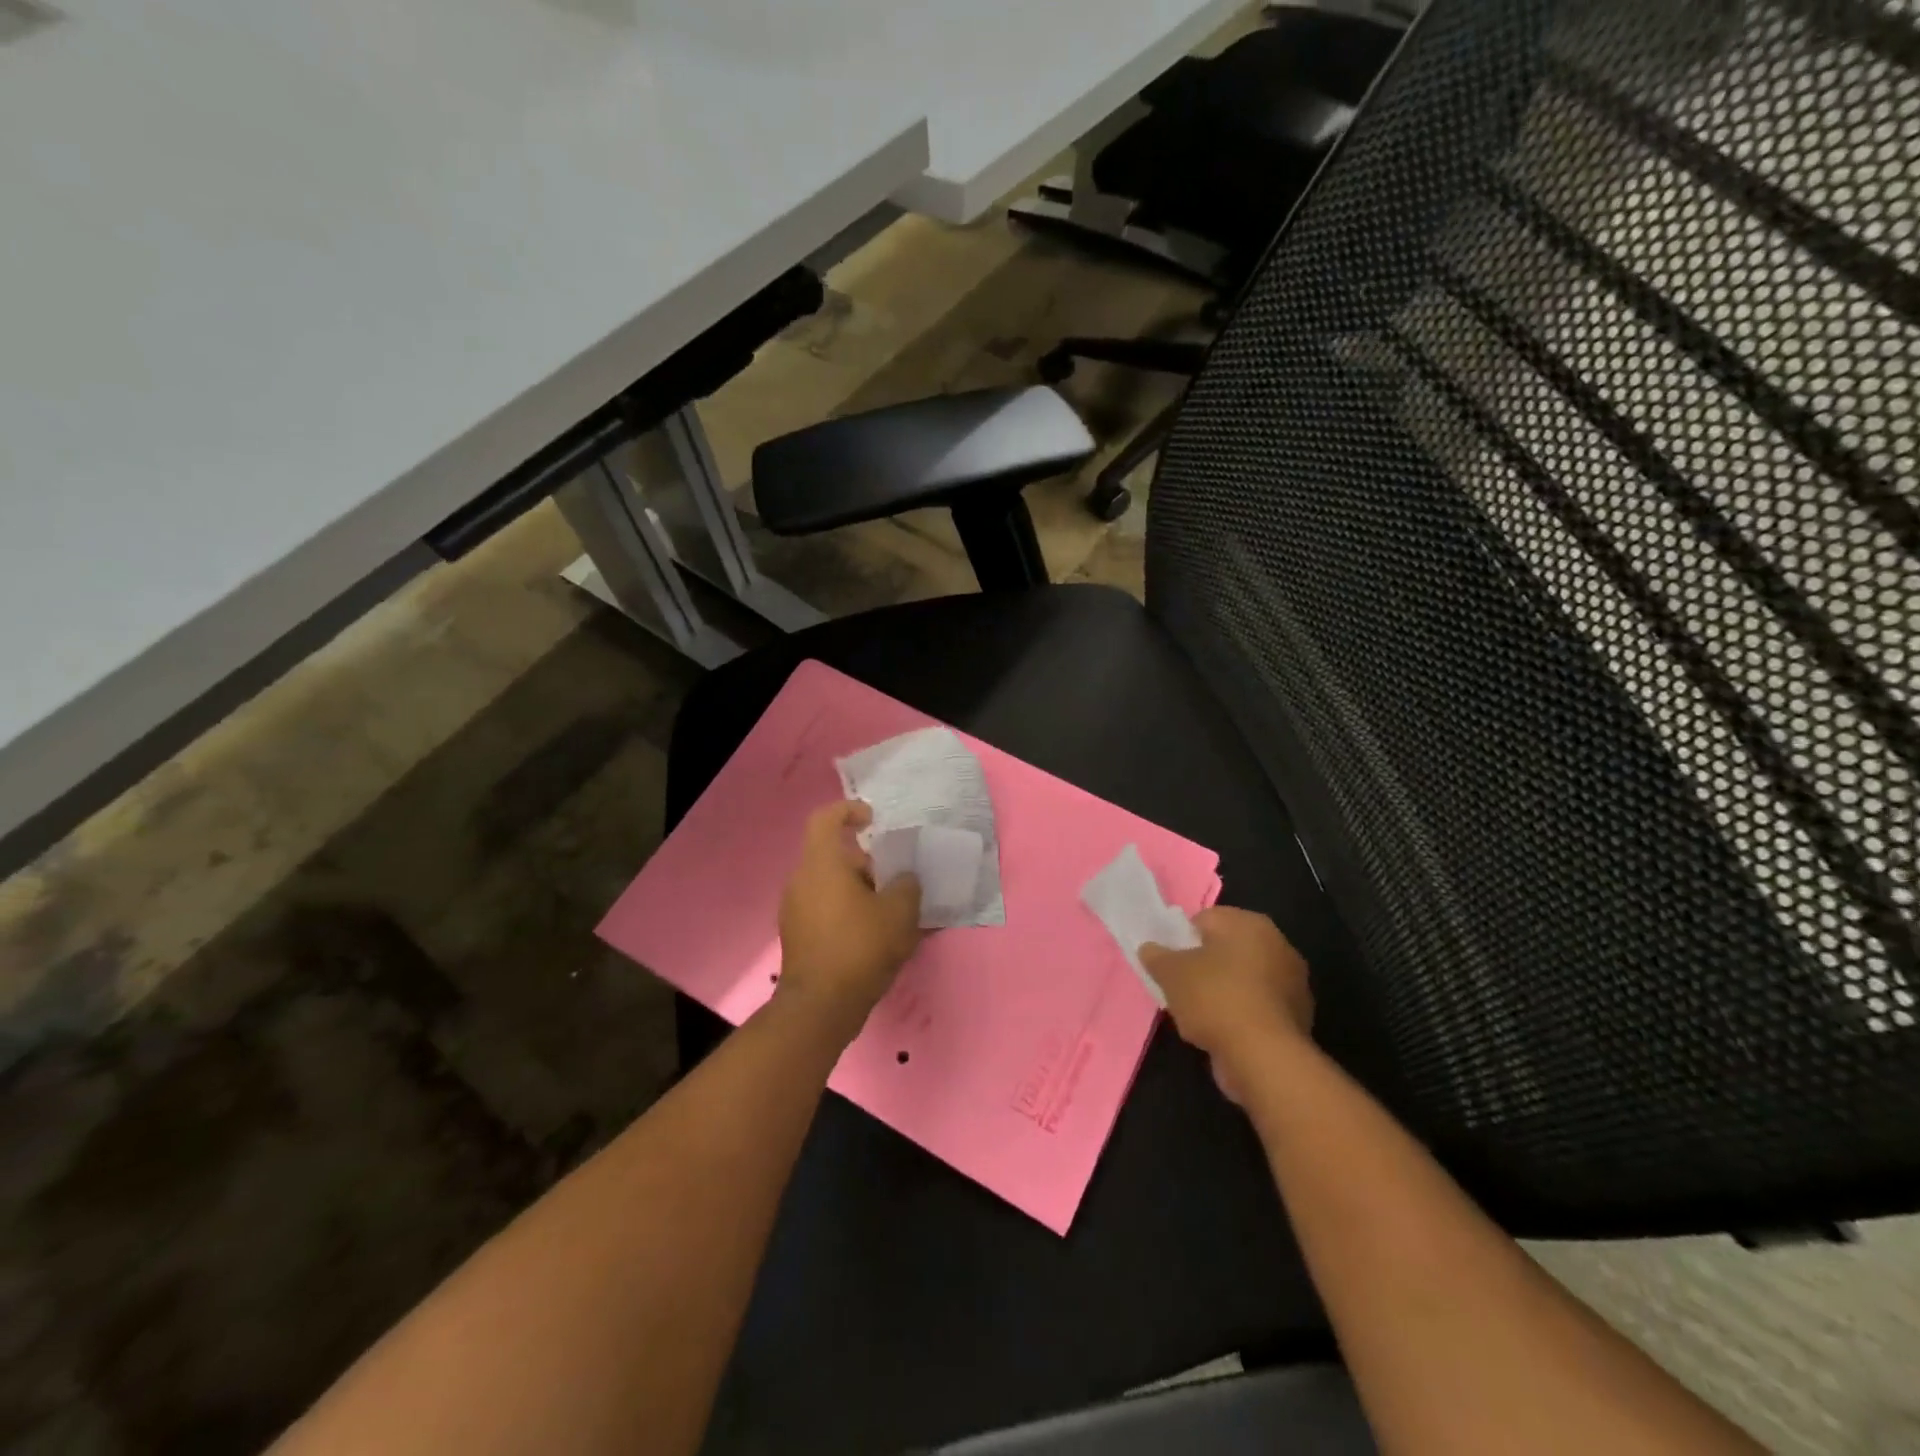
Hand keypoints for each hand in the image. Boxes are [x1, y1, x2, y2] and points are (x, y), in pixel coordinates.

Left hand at [776, 801, 922, 1038]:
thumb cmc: (860, 947)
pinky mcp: (797, 935)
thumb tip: (903, 880)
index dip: (849, 811)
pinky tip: (874, 936)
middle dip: (867, 863)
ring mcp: (794, 909)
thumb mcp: (900, 912)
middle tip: (896, 880)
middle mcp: (801, 880)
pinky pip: (824, 909)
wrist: (821, 1006)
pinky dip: (848, 912)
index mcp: (822, 863)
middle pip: (833, 855)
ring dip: (859, 890)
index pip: (826, 818)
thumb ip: (907, 886)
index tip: (873, 821)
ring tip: (891, 911)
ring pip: (830, 884)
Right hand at [1142, 908, 1312, 1102]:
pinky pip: (1256, 1006)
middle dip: (1203, 966)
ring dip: (1222, 992)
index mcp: (1250, 923)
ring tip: (1198, 1015)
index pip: (1205, 919)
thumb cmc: (1216, 999)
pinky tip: (1222, 1033)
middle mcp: (1278, 944)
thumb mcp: (1171, 973)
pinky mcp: (1296, 1017)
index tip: (1168, 963)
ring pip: (1242, 979)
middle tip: (1180, 987)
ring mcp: (1292, 982)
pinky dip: (1240, 1015)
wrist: (1265, 1058)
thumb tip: (1150, 948)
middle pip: (1226, 949)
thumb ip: (1157, 956)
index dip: (1181, 939)